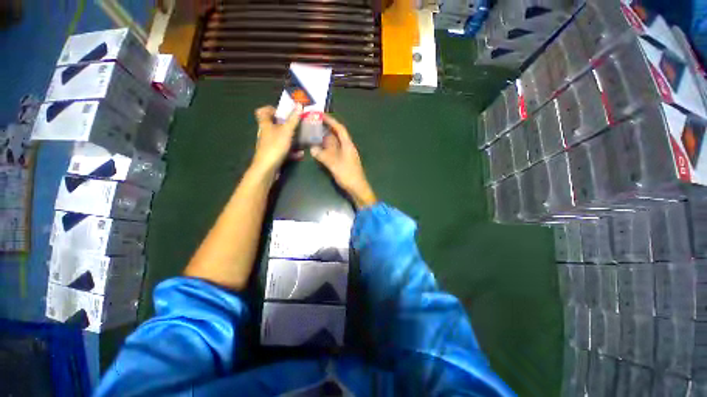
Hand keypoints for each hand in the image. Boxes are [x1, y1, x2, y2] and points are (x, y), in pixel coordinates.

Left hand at [251, 105, 301, 176]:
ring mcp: (269, 145)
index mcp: (265, 124)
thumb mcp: (286, 131)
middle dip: (286, 125)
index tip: (283, 112)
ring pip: (280, 138)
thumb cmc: (275, 146)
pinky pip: (284, 149)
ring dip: (291, 138)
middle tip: (296, 125)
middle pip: (273, 125)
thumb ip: (293, 119)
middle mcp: (266, 133)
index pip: (262, 111)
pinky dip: (292, 151)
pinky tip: (301, 154)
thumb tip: (299, 104)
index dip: (271, 109)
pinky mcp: (273, 154)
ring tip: (302, 139)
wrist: (268, 168)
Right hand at [310, 113, 376, 208]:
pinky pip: (334, 152)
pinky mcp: (343, 162)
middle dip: (326, 130)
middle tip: (313, 126)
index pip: (340, 129)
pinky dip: (327, 150)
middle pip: (337, 136)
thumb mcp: (334, 165)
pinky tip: (319, 152)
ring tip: (313, 137)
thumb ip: (323, 156)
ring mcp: (346, 155)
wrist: (358, 189)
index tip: (321, 115)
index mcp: (348, 145)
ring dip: (325, 141)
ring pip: (335, 145)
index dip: (331, 121)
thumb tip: (312, 148)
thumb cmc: (348, 175)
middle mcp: (347, 148)